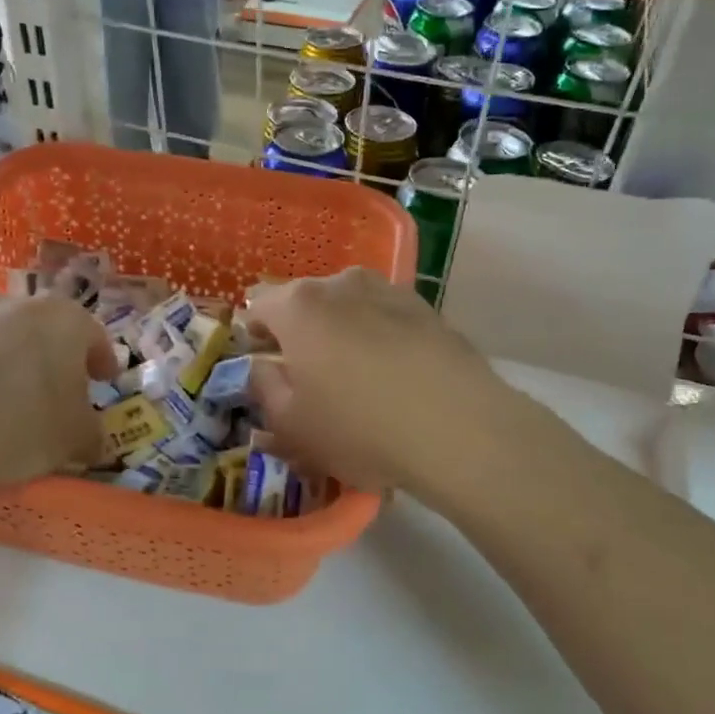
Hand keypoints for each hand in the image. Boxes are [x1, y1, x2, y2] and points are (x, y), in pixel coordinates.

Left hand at [0, 294, 116, 497]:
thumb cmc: (23, 426)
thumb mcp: (77, 438)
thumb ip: (93, 433)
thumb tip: (91, 438)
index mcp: (66, 319)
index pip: (95, 336)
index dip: (103, 361)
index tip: (105, 382)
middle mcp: (20, 306)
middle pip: (50, 330)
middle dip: (60, 358)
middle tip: (64, 391)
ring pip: (10, 339)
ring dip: (19, 363)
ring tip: (18, 401)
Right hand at [247, 268, 540, 504]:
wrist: (459, 429)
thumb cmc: (360, 428)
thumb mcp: (292, 425)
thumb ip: (265, 389)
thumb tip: (264, 368)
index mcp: (299, 306)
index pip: (258, 304)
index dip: (255, 333)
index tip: (264, 364)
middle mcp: (342, 284)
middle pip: (305, 301)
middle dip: (300, 331)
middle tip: (308, 376)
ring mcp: (389, 291)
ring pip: (348, 306)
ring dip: (342, 331)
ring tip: (355, 376)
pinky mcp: (428, 309)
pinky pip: (385, 318)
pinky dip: (379, 337)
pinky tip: (393, 376)